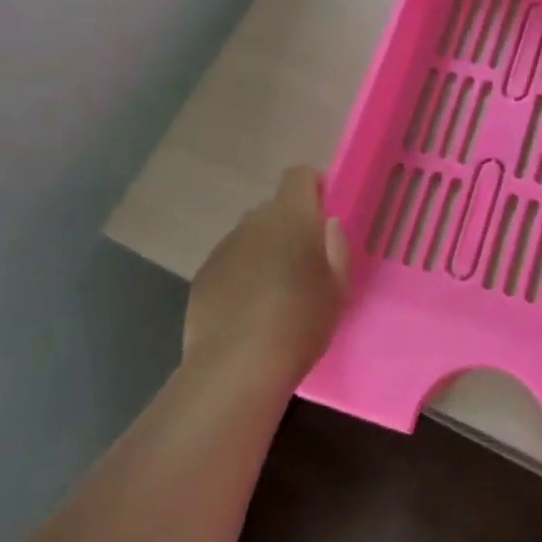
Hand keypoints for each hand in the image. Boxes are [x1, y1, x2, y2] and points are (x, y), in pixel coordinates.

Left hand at [182, 166, 349, 391]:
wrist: (236, 366)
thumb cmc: (300, 322)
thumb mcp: (338, 288)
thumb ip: (335, 248)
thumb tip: (327, 224)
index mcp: (291, 216)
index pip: (298, 175)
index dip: (312, 187)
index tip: (322, 214)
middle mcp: (254, 221)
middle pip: (273, 209)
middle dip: (289, 227)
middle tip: (303, 264)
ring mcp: (224, 247)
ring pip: (250, 237)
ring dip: (263, 251)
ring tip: (273, 293)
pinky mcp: (203, 274)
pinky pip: (230, 262)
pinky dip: (240, 275)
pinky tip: (247, 311)